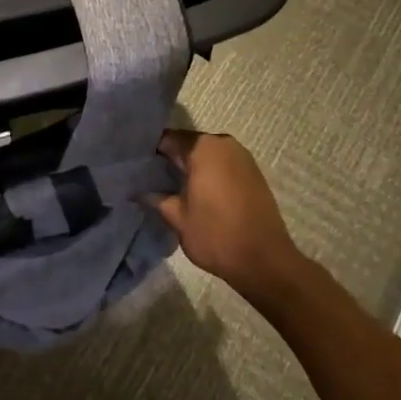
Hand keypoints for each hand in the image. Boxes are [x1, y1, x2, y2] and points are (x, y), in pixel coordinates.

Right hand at [150, 130, 306, 300]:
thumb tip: (138, 191)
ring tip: (171, 186)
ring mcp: (242, 157)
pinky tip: (197, 192)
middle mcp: (223, 143)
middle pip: (188, 144)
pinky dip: (209, 173)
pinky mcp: (253, 172)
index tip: (136, 165)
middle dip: (170, 159)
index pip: (167, 139)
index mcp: (202, 148)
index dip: (149, 151)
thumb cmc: (216, 235)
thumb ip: (156, 198)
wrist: (264, 261)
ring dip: (190, 166)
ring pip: (206, 155)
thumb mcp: (177, 218)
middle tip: (149, 177)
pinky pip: (222, 165)